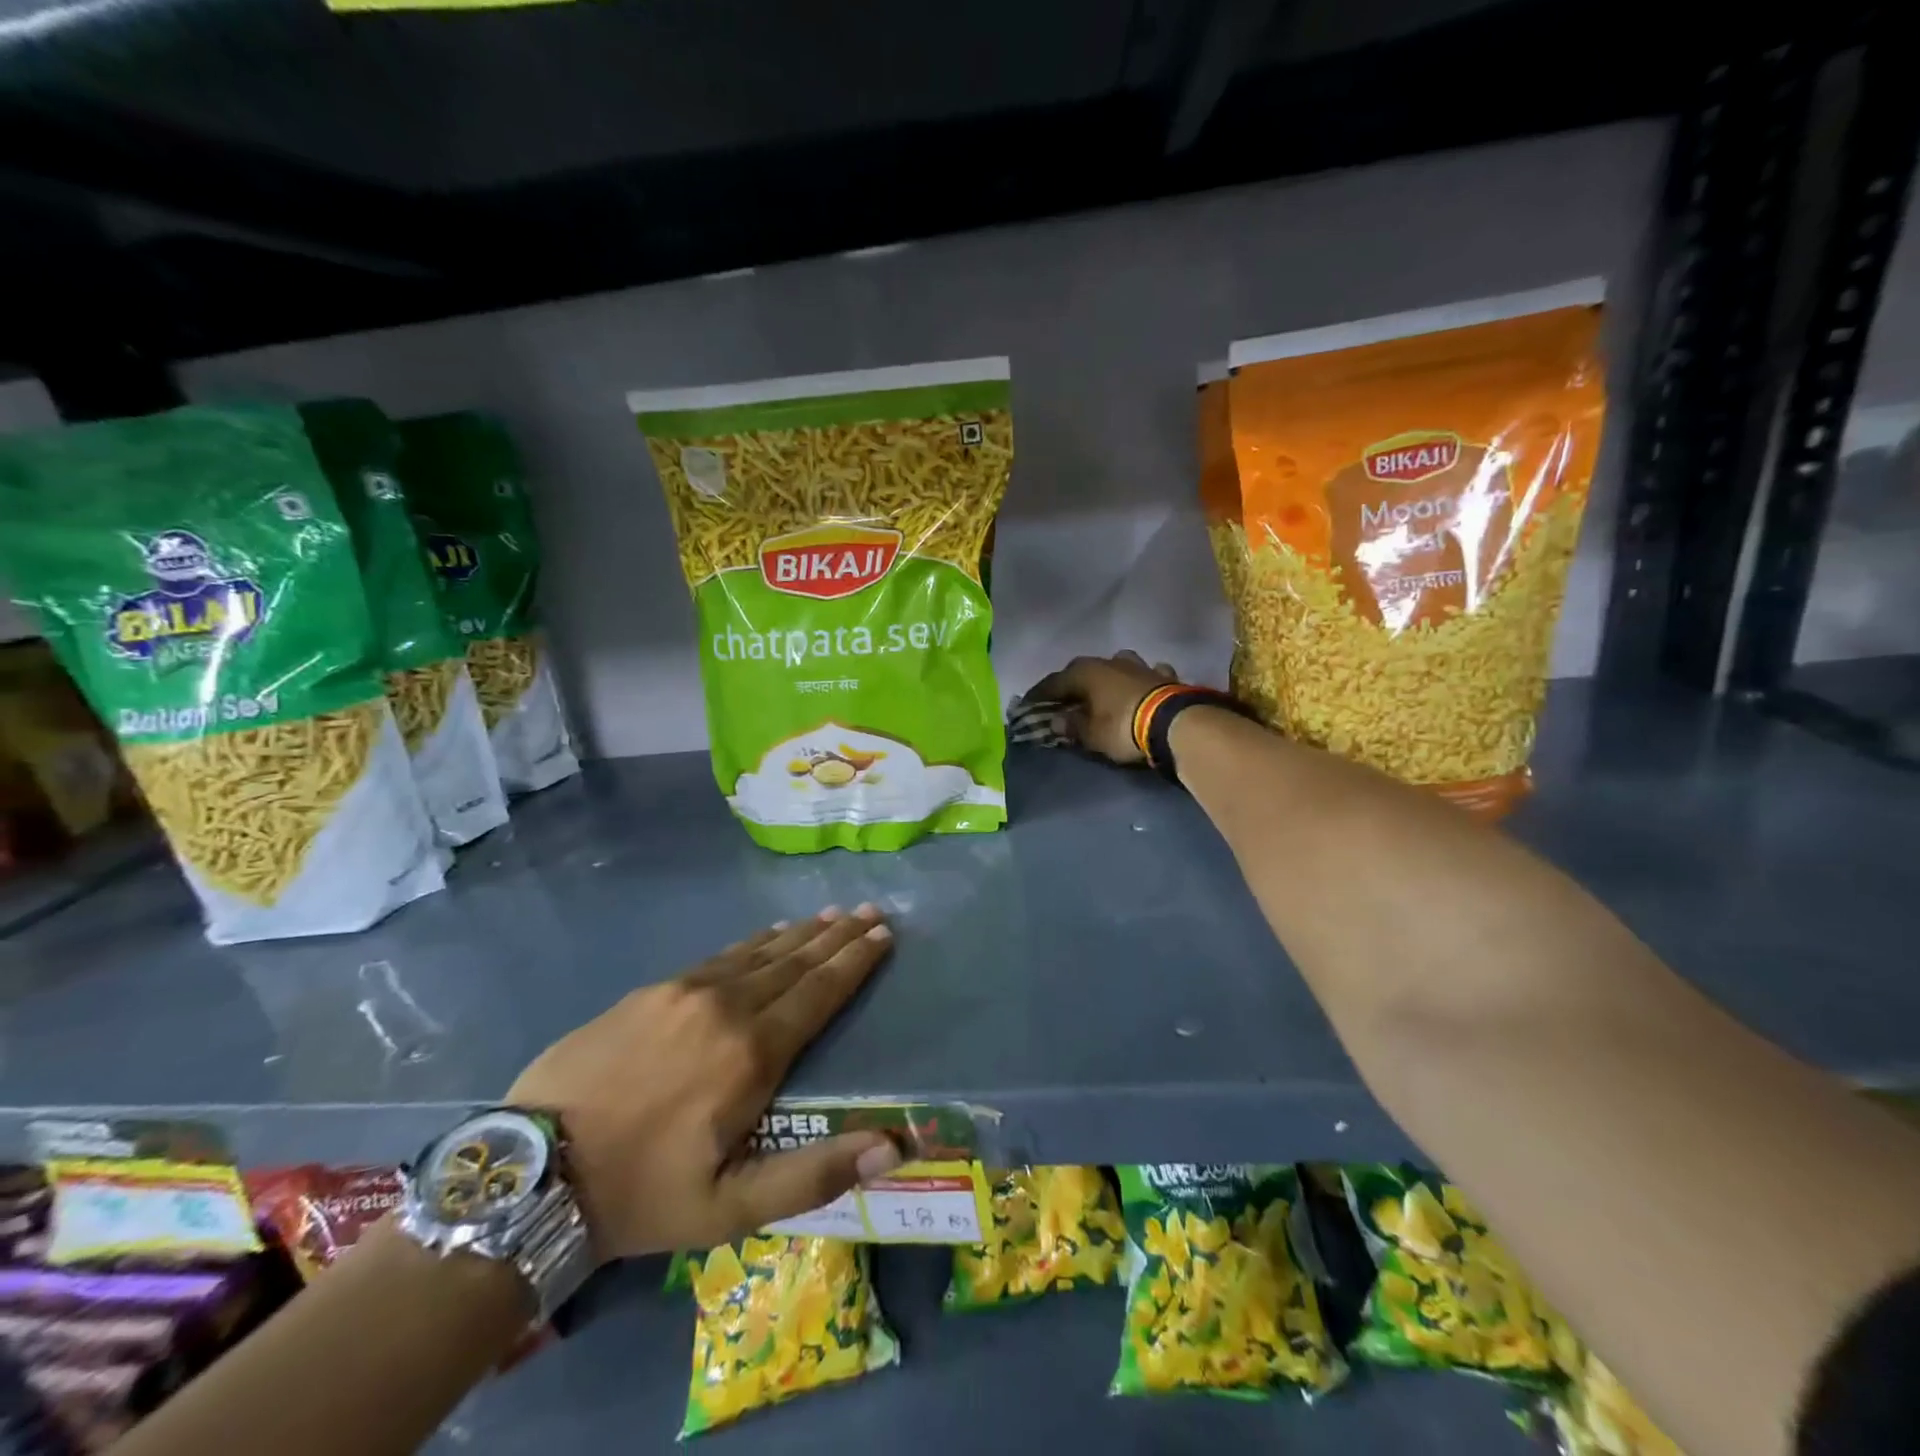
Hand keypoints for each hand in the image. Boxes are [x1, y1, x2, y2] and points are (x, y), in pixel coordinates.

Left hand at [507, 905, 900, 1260]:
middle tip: (869, 910)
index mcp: (753, 1054)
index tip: (884, 934)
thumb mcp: (731, 1209)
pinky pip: (721, 956)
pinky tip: (770, 933)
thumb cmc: (642, 1194)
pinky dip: (756, 942)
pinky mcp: (653, 990)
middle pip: (796, 962)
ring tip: (832, 914)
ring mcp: (686, 992)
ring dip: (802, 933)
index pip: (820, 993)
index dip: (855, 961)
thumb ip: (815, 1174)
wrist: (533, 1170)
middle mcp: (727, 1007)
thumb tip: (893, 1146)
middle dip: (838, 936)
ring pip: (760, 952)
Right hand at [1027, 651, 1178, 765]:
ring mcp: (1139, 665)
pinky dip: (1140, 681)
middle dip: (1072, 684)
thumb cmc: (1122, 727)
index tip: (1027, 705)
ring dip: (1108, 677)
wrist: (1175, 722)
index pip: (1053, 683)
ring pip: (1116, 665)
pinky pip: (1146, 674)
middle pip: (1083, 671)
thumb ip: (1071, 725)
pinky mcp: (1164, 675)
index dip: (1039, 695)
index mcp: (1085, 672)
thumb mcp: (1091, 734)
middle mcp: (1109, 661)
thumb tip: (1057, 720)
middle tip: (1064, 700)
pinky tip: (1141, 687)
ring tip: (1103, 691)